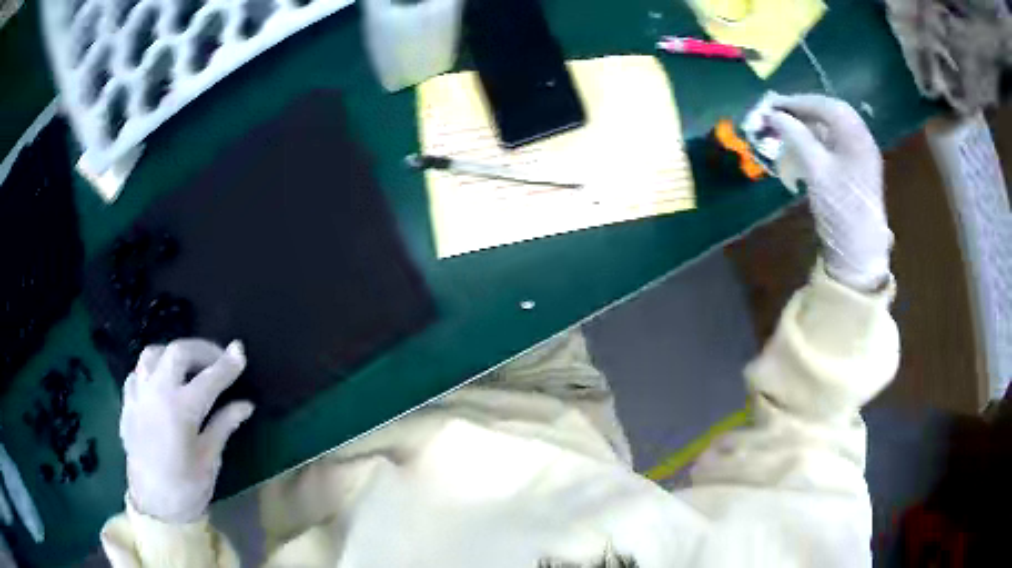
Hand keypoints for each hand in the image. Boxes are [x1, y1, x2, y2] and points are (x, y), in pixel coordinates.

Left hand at [121, 339, 253, 522]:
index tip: (240, 352)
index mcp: (181, 410)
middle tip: (216, 359)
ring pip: (152, 354)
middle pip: (178, 352)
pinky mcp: (127, 403)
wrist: (154, 506)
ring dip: (172, 354)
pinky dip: (152, 370)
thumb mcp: (210, 459)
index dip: (227, 364)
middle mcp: (157, 393)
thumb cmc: (187, 488)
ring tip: (186, 367)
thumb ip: (224, 425)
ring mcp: (138, 395)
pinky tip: (160, 384)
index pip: (209, 378)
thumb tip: (245, 405)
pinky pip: (137, 373)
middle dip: (201, 350)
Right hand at [766, 94, 892, 291]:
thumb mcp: (816, 171)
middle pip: (831, 112)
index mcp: (856, 136)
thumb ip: (796, 136)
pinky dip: (818, 139)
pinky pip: (837, 142)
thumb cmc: (840, 210)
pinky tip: (805, 146)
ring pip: (834, 127)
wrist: (860, 252)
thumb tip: (773, 114)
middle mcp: (861, 139)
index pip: (824, 105)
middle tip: (778, 114)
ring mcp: (862, 155)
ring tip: (788, 128)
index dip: (797, 101)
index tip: (771, 104)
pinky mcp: (858, 169)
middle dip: (803, 110)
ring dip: (810, 124)